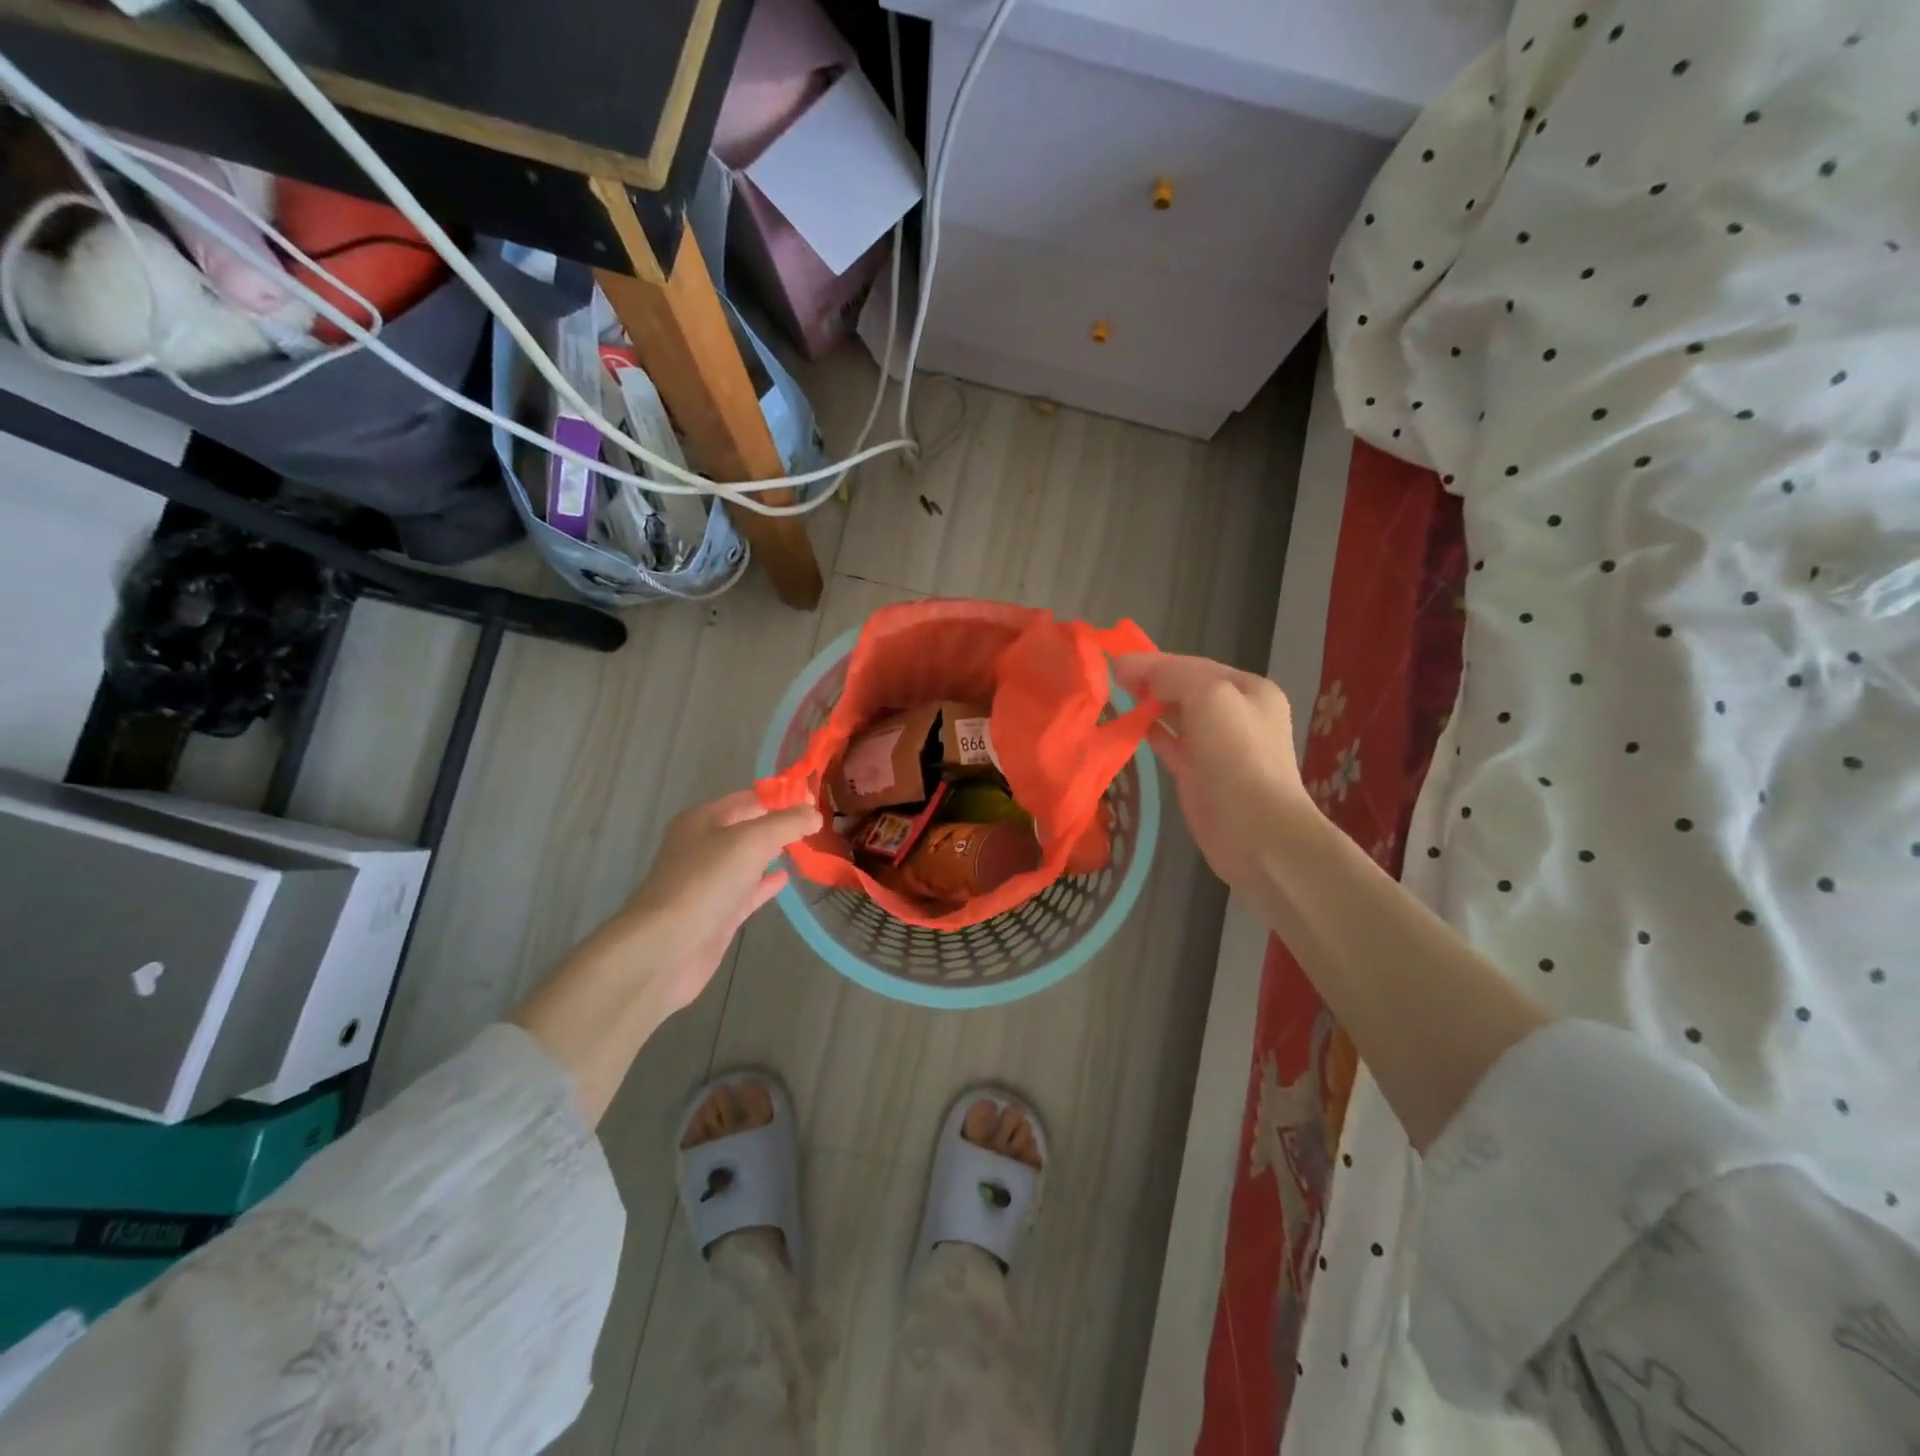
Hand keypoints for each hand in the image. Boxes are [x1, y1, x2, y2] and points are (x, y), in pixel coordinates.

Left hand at [591, 790, 820, 1017]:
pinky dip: (766, 882)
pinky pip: (747, 889)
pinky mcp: (717, 912)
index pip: (750, 798)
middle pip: (749, 827)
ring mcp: (709, 881)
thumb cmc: (706, 882)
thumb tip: (814, 813)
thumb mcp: (751, 840)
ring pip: (749, 859)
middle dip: (780, 823)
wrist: (666, 947)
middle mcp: (703, 846)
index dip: (783, 797)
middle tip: (819, 823)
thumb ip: (786, 823)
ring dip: (775, 851)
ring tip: (809, 846)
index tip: (817, 801)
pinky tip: (786, 878)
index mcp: (704, 819)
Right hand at [1112, 652, 1314, 894]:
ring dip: (1149, 706)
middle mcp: (1238, 714)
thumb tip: (1140, 674)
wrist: (1257, 832)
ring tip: (1115, 698)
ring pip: (1178, 716)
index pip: (1194, 665)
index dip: (1154, 662)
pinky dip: (1152, 733)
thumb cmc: (1237, 757)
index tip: (1114, 663)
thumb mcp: (1209, 698)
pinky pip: (1171, 745)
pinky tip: (1130, 727)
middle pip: (1187, 689)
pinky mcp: (1200, 775)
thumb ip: (1174, 676)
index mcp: (1250, 690)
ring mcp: (1219, 747)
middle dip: (1152, 681)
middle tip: (1111, 679)